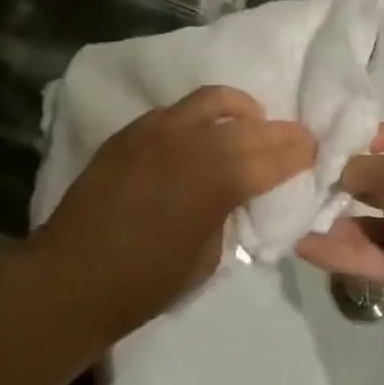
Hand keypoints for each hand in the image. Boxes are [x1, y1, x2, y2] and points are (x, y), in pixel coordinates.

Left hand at [37, 86, 314, 339]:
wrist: (70, 280)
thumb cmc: (144, 284)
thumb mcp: (207, 258)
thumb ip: (229, 213)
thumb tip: (238, 193)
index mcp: (217, 180)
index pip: (274, 155)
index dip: (299, 152)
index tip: (313, 151)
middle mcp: (191, 143)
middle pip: (249, 124)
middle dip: (278, 131)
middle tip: (292, 140)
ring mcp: (156, 131)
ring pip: (211, 100)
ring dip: (239, 111)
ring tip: (247, 125)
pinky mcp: (130, 132)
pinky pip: (174, 112)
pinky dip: (198, 119)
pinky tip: (198, 137)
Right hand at [296, 118, 383, 350]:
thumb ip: (364, 169)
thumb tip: (339, 171)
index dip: (370, 134)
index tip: (330, 141)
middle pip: (377, 180)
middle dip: (341, 179)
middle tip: (299, 178)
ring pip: (365, 222)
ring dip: (332, 219)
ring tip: (292, 214)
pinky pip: (365, 255)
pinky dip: (337, 251)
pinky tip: (302, 245)